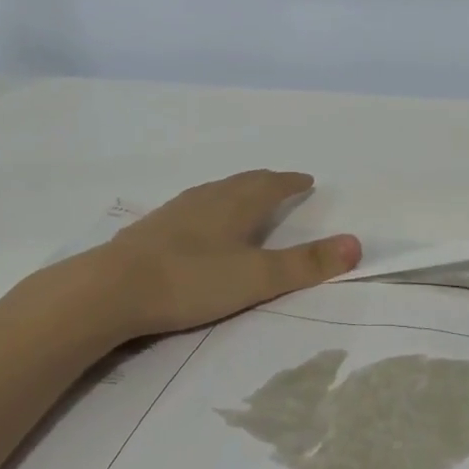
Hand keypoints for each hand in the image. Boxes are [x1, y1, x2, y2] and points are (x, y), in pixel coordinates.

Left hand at [95, 171, 360, 337]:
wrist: (111, 289)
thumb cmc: (192, 280)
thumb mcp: (257, 278)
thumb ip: (306, 264)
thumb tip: (357, 243)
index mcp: (237, 203)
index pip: (272, 185)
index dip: (292, 182)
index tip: (306, 179)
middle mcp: (208, 198)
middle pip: (244, 182)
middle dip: (267, 182)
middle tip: (282, 183)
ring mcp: (177, 211)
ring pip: (216, 192)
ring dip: (237, 191)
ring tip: (245, 198)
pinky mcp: (152, 228)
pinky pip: (193, 206)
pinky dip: (210, 206)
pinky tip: (199, 223)